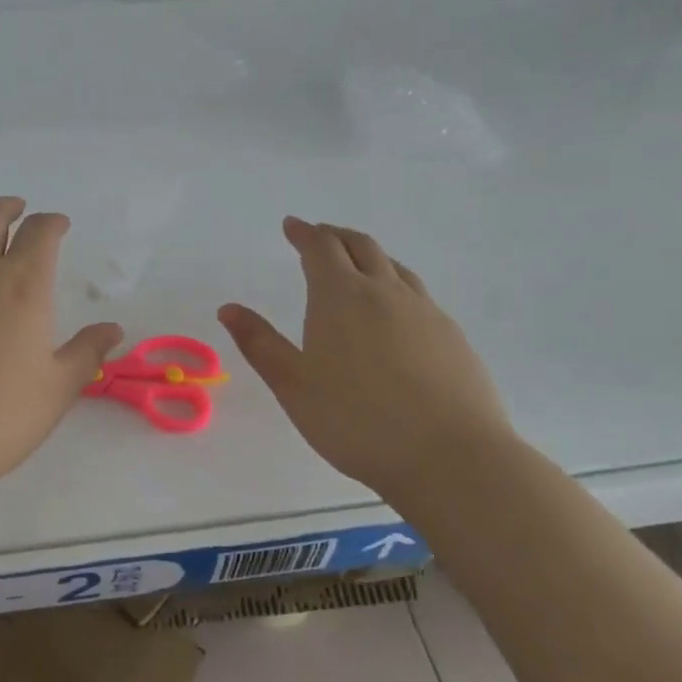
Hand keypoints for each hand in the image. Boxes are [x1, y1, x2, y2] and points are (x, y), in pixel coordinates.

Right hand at [217, 216, 519, 501]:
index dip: (304, 232)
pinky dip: (397, 286)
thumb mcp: (293, 385)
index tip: (292, 225)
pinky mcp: (452, 336)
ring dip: (370, 256)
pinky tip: (396, 313)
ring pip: (395, 267)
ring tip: (357, 266)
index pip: (321, 248)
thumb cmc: (356, 419)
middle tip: (320, 236)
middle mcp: (385, 292)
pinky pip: (418, 294)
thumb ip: (259, 343)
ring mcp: (425, 312)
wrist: (450, 456)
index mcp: (341, 296)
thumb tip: (228, 308)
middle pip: (361, 246)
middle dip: (336, 236)